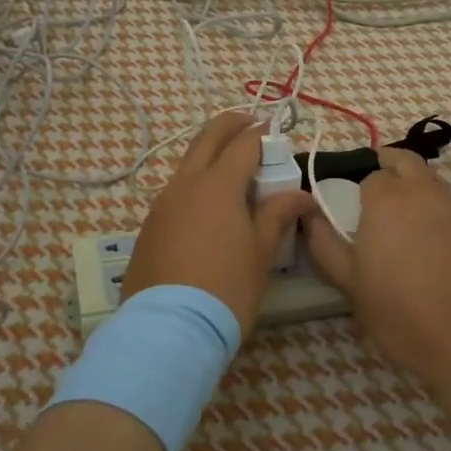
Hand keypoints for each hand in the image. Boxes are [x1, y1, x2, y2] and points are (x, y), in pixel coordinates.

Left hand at [123, 113, 313, 336]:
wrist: (170, 327)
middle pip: (207, 139)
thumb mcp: (261, 252)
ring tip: (231, 168)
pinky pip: (175, 192)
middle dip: (229, 125)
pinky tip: (207, 206)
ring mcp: (162, 204)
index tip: (276, 131)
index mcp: (218, 185)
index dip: (262, 134)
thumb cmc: (227, 287)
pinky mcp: (149, 227)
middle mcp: (185, 184)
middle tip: (248, 123)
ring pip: (187, 165)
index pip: (243, 144)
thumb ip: (278, 215)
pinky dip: (195, 184)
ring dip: (210, 155)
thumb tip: (300, 195)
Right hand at [302, 148, 450, 388]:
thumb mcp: (348, 282)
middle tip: (376, 192)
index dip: (359, 191)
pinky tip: (431, 243)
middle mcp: (423, 192)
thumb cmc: (399, 311)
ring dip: (414, 187)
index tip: (353, 210)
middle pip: (406, 162)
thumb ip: (324, 243)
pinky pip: (450, 205)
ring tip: (402, 220)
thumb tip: (308, 215)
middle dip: (389, 166)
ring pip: (431, 181)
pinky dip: (436, 211)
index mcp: (386, 199)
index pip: (369, 176)